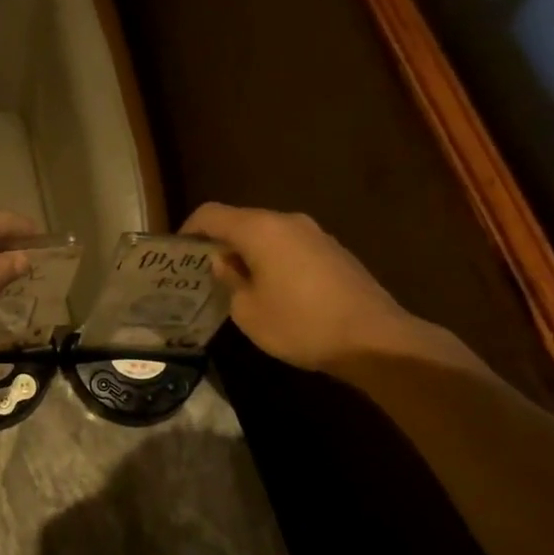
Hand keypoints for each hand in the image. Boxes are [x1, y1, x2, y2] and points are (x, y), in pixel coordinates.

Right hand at [181, 203, 425, 371]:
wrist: (375, 340)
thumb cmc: (300, 324)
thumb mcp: (248, 311)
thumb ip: (230, 280)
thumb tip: (225, 262)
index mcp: (260, 229)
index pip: (211, 214)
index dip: (188, 230)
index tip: (178, 254)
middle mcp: (287, 221)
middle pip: (241, 221)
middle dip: (219, 243)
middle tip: (203, 272)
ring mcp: (315, 234)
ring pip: (267, 234)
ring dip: (248, 252)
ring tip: (236, 283)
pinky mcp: (333, 251)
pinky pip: (290, 246)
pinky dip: (273, 260)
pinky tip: (273, 290)